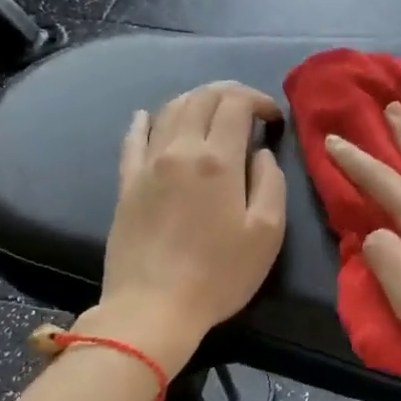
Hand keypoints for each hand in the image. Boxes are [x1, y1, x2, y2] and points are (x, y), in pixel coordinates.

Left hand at [94, 82, 287, 370]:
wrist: (154, 307)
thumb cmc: (220, 275)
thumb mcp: (267, 234)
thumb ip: (271, 184)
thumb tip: (260, 154)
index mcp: (218, 160)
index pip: (235, 104)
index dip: (258, 100)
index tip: (273, 118)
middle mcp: (180, 150)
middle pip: (201, 99)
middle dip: (228, 94)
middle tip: (247, 109)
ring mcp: (148, 165)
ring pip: (169, 110)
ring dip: (194, 102)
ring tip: (211, 114)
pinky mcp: (126, 184)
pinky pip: (133, 138)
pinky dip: (146, 121)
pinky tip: (149, 117)